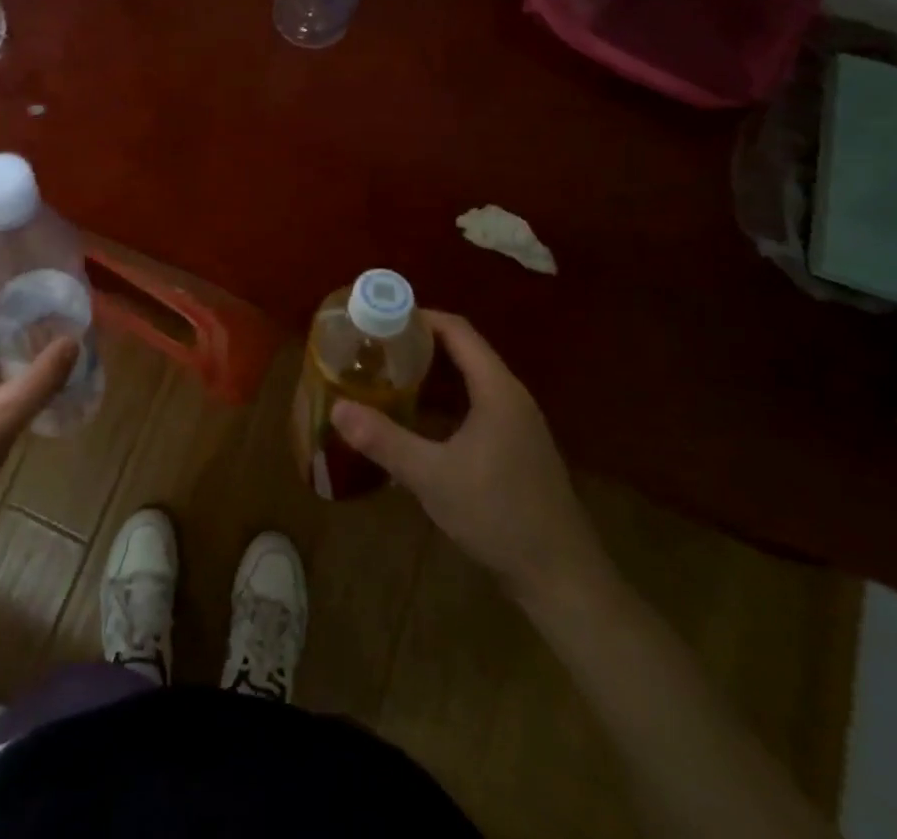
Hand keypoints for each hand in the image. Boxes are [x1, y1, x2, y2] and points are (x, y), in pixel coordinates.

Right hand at [331, 311, 608, 605]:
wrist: (561, 578)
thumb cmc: (499, 515)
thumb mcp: (432, 476)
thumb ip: (384, 440)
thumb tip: (336, 409)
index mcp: (497, 389)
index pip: (458, 331)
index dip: (420, 317)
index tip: (380, 318)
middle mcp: (511, 397)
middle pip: (463, 352)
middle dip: (419, 345)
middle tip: (374, 347)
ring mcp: (518, 424)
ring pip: (470, 381)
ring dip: (431, 374)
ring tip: (387, 376)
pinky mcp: (516, 449)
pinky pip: (476, 405)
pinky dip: (445, 401)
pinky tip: (417, 419)